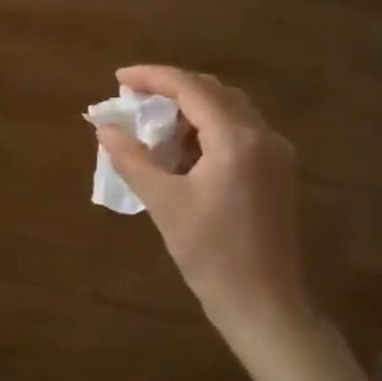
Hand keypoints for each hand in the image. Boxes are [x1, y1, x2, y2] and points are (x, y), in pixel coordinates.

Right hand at [96, 65, 318, 372]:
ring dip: (190, 109)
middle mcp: (263, 136)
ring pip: (229, 111)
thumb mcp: (163, 203)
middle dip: (171, 89)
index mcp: (237, 140)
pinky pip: (239, 132)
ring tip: (152, 125)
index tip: (119, 78)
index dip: (153, 77)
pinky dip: (207, 130)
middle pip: (214, 92)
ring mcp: (275, 154)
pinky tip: (182, 150)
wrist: (264, 303)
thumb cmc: (210, 253)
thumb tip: (104, 127)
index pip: (192, 88)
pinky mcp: (276, 173)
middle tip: (133, 99)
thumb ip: (131, 159)